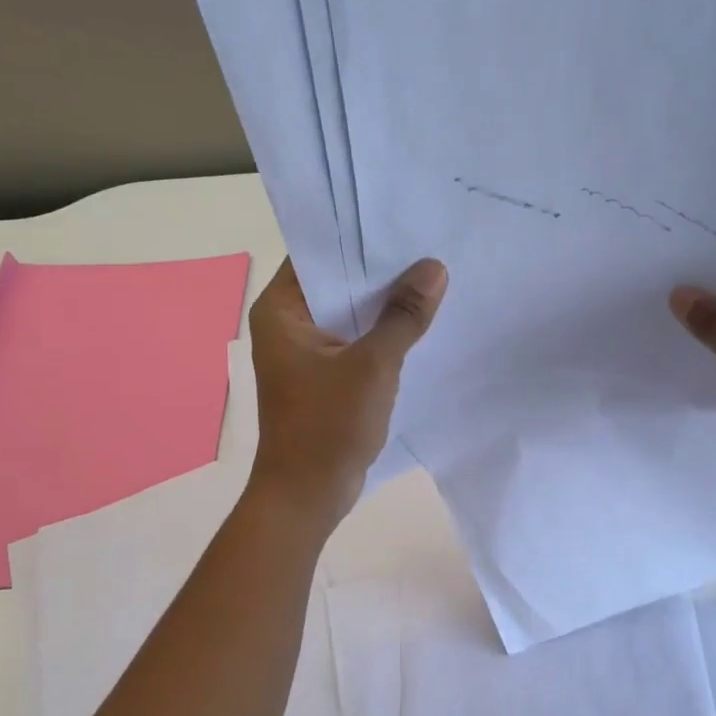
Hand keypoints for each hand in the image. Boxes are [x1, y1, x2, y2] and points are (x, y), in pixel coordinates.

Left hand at [246, 256, 447, 527]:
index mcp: (282, 310)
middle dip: (381, 269)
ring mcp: (306, 352)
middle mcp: (288, 324)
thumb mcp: (373, 366)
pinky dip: (382, 332)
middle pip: (337, 282)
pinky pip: (356, 340)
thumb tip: (434, 268)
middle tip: (429, 243)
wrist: (308, 495)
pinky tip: (420, 323)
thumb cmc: (328, 426)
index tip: (403, 219)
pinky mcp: (324, 376)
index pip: (319, 254)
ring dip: (385, 303)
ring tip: (433, 276)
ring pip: (350, 313)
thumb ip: (403, 316)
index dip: (359, 236)